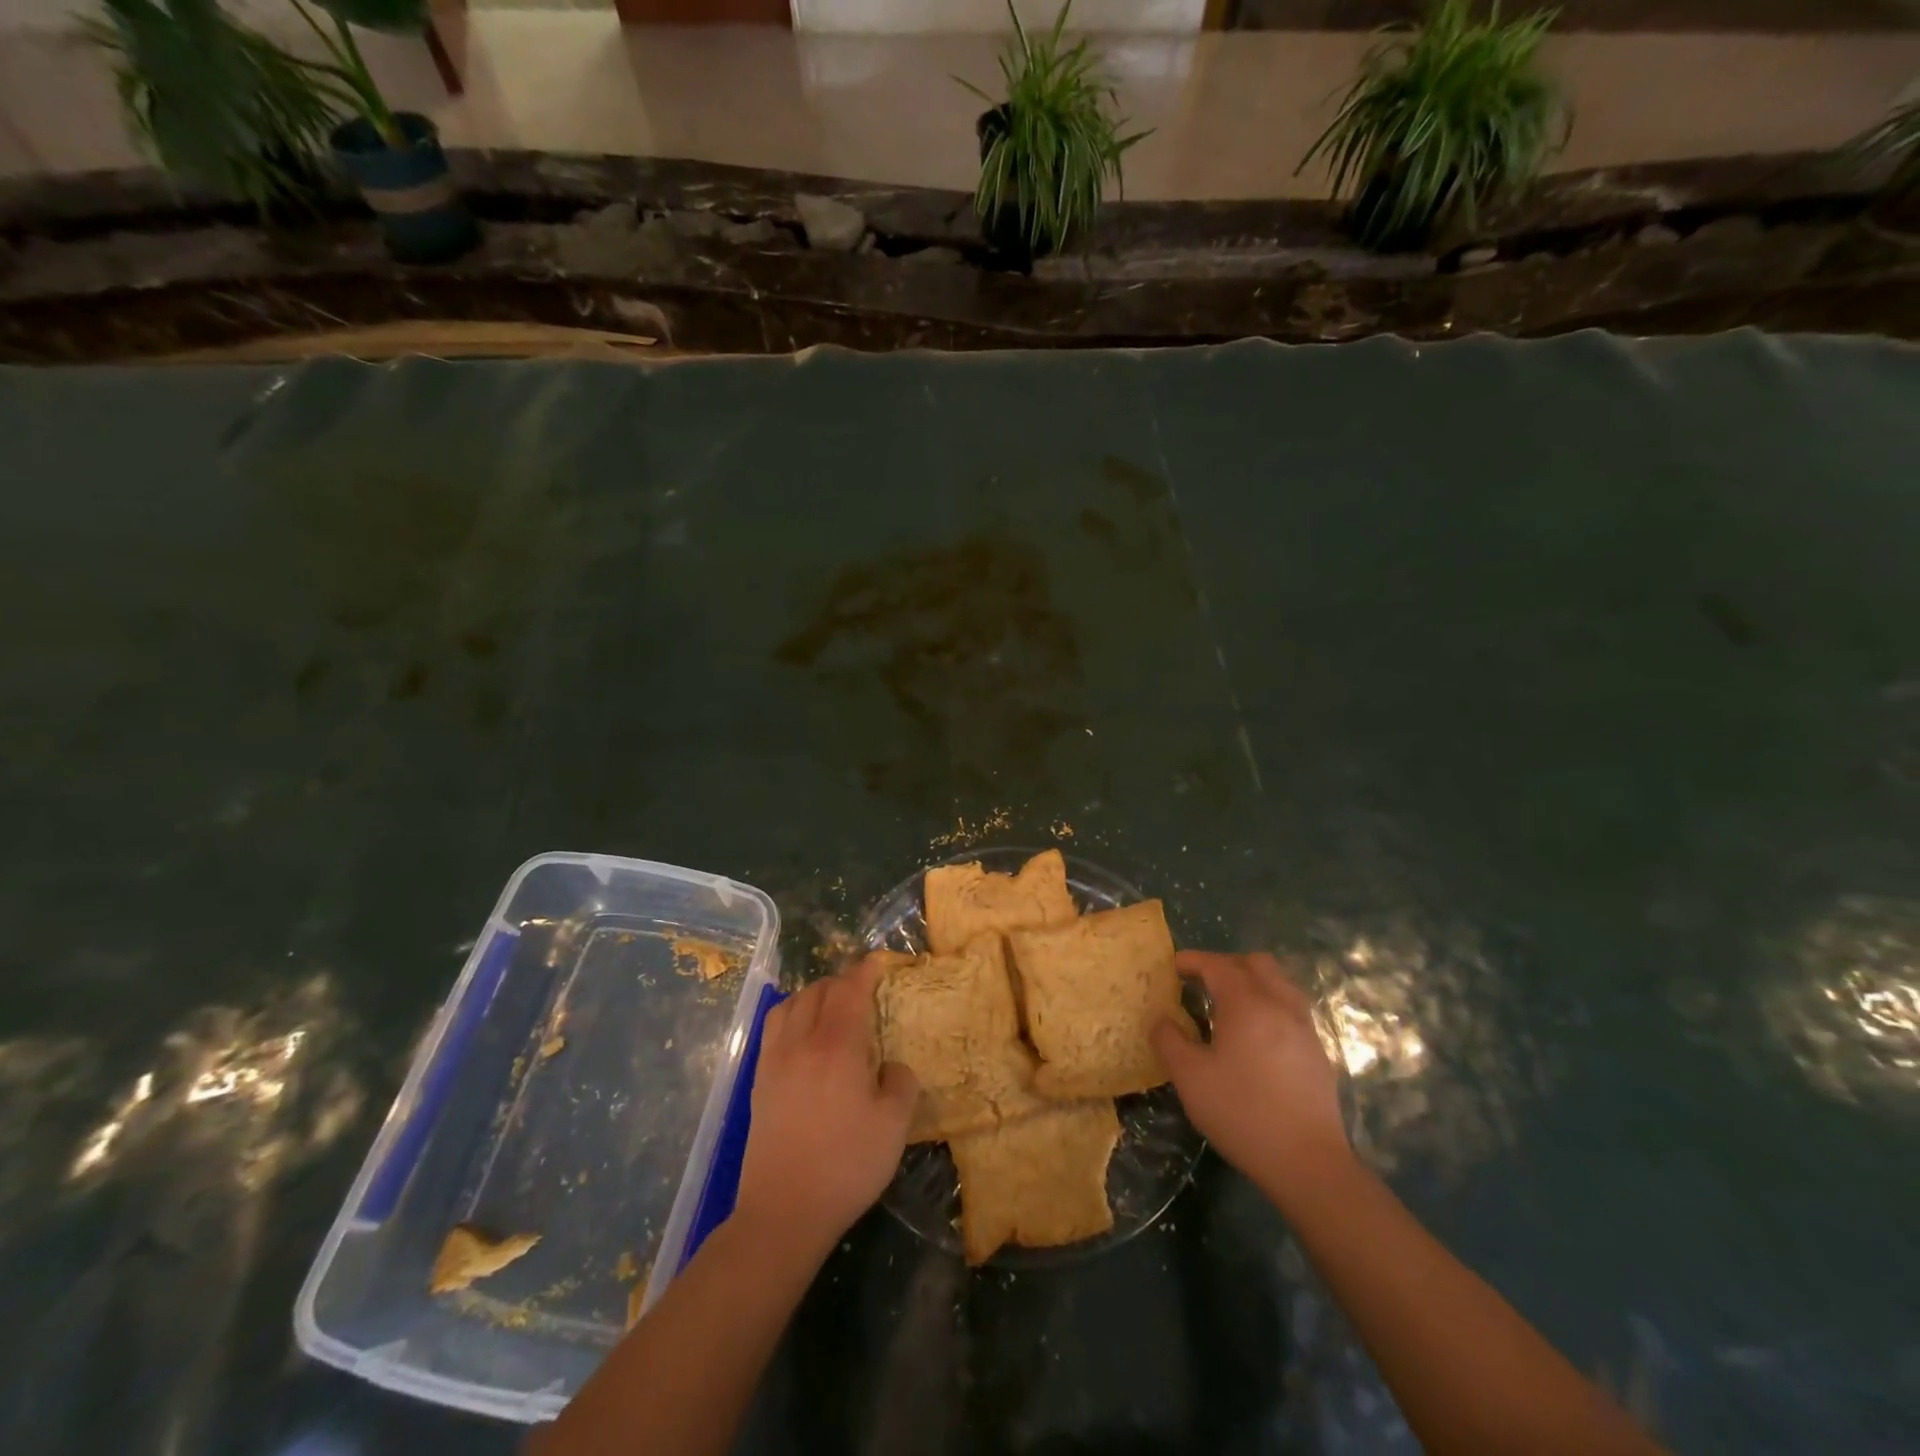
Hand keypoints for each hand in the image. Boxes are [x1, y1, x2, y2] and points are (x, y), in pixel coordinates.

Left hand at [733, 956, 917, 1256]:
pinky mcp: (760, 1079)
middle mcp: (802, 1041)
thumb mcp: (895, 1125)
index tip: (880, 963)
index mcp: (838, 1045)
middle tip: (863, 991)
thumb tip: (890, 1066)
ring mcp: (776, 1058)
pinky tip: (803, 1033)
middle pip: (820, 990)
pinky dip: (792, 1013)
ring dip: (815, 994)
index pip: (851, 990)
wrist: (783, 1210)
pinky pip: (774, 1025)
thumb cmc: (846, 1165)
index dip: (866, 971)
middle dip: (843, 981)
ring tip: (832, 1006)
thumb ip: (900, 1083)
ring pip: (792, 1003)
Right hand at [1151, 950, 1350, 1207]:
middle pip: (1255, 963)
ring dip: (1251, 981)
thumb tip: (1162, 1020)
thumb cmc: (1242, 1113)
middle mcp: (1279, 1005)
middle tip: (1201, 981)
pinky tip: (1255, 1034)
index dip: (1193, 960)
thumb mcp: (1190, 1078)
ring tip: (1229, 1004)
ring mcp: (1304, 1028)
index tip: (1173, 966)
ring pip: (1279, 983)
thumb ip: (1169, 1041)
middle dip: (1225, 964)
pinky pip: (1290, 1008)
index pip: (1217, 965)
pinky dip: (1269, 1004)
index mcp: (1247, 1004)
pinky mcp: (1317, 1052)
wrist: (1308, 1163)